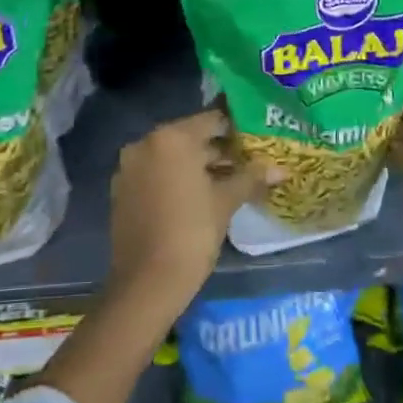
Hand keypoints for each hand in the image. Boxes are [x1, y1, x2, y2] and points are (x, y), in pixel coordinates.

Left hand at [107, 108, 283, 309]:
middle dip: (219, 149)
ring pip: (172, 156)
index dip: (236, 128)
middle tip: (248, 161)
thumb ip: (251, 178)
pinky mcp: (122, 188)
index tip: (256, 138)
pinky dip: (176, 178)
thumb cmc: (191, 233)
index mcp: (171, 138)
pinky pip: (155, 173)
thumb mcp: (225, 202)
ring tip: (230, 180)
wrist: (147, 282)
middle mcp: (146, 142)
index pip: (211, 120)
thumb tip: (280, 169)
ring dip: (198, 165)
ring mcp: (130, 166)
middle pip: (190, 137)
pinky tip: (200, 196)